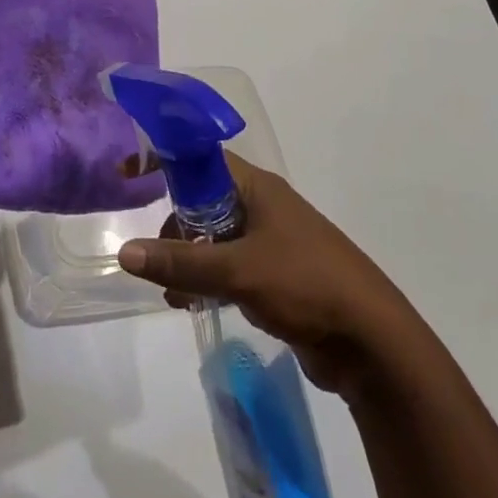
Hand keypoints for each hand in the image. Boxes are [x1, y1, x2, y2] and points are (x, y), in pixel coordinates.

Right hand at [118, 155, 412, 395]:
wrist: (371, 341)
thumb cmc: (306, 285)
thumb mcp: (238, 270)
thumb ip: (180, 262)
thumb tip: (126, 253)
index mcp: (258, 188)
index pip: (200, 157)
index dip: (163, 159)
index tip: (127, 175)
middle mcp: (263, 207)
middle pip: (204, 199)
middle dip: (174, 223)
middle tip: (152, 253)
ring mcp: (271, 242)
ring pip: (214, 238)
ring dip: (188, 259)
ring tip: (171, 294)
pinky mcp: (276, 277)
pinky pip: (229, 267)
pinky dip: (207, 279)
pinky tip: (191, 306)